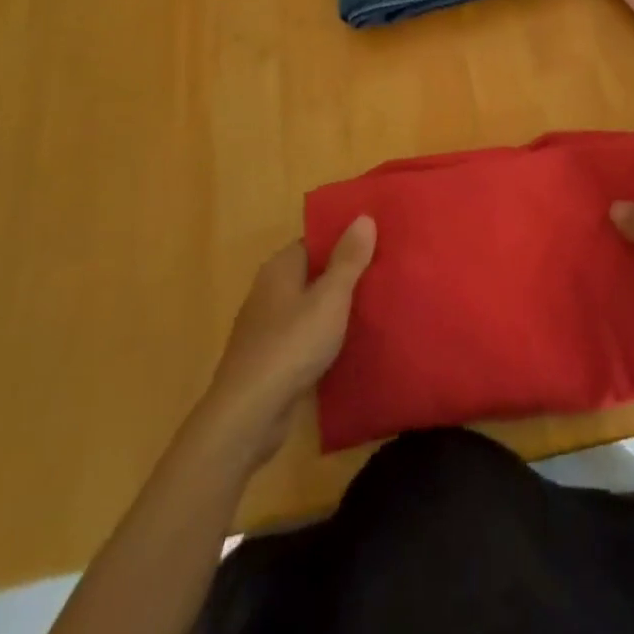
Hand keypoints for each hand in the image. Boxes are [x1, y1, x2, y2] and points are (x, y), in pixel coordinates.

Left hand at [200, 217, 376, 466]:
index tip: (378, 241)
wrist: (248, 416)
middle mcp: (269, 291)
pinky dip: (325, 336)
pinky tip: (350, 343)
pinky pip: (304, 336)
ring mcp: (267, 328)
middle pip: (313, 273)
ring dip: (336, 307)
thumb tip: (364, 216)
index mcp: (280, 268)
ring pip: (309, 306)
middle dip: (344, 273)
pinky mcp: (270, 360)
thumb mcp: (330, 298)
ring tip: (376, 305)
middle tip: (385, 272)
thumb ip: (348, 259)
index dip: (345, 239)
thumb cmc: (291, 345)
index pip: (316, 241)